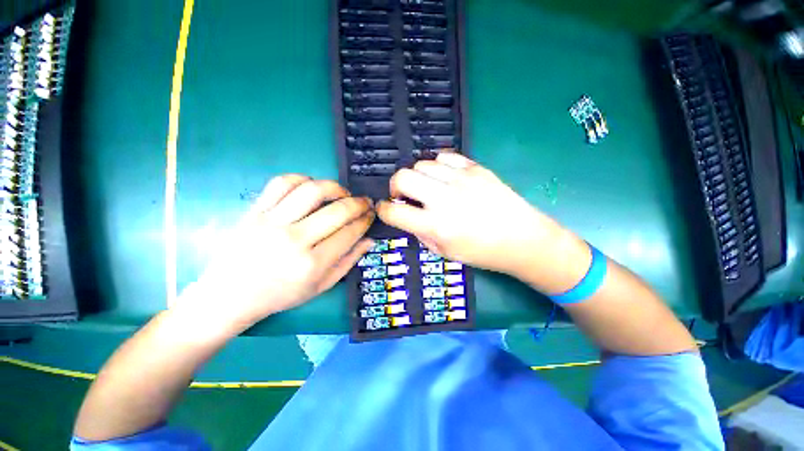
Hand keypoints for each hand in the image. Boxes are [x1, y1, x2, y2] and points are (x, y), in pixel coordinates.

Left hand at [179, 175, 373, 329]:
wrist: (230, 295)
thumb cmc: (281, 295)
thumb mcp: (321, 286)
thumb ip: (348, 262)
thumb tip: (370, 239)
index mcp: (312, 264)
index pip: (350, 233)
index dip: (366, 220)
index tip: (371, 214)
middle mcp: (294, 240)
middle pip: (337, 211)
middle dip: (359, 203)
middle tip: (365, 202)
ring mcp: (271, 222)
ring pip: (312, 190)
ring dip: (335, 187)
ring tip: (342, 193)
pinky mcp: (254, 211)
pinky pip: (281, 183)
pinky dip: (303, 179)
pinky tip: (312, 187)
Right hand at [376, 154, 585, 287]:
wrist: (522, 238)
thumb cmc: (482, 252)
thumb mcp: (444, 252)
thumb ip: (421, 232)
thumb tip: (408, 215)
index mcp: (436, 226)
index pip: (394, 211)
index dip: (383, 210)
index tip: (386, 209)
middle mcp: (444, 199)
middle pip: (402, 177)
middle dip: (395, 186)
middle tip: (404, 195)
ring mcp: (461, 180)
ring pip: (422, 164)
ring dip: (417, 177)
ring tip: (428, 188)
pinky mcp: (475, 168)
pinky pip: (445, 157)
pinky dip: (438, 167)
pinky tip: (445, 178)